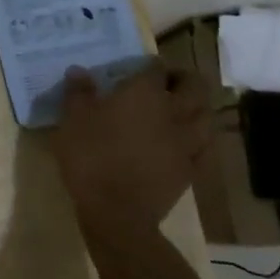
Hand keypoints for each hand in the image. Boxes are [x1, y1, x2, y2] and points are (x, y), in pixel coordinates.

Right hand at [51, 61, 210, 247]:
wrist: (117, 213)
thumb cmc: (91, 158)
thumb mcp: (72, 120)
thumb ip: (78, 92)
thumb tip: (79, 70)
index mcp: (145, 94)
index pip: (156, 68)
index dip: (150, 65)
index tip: (139, 68)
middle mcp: (173, 112)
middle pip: (194, 87)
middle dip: (183, 79)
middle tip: (167, 83)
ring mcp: (187, 142)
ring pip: (206, 115)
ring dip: (197, 107)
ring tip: (181, 110)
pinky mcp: (191, 169)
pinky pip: (204, 147)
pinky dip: (198, 139)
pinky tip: (186, 142)